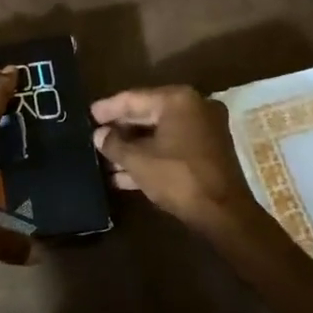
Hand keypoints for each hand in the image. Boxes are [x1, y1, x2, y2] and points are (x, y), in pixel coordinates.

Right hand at [90, 86, 260, 233]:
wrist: (224, 214)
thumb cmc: (178, 177)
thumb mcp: (138, 161)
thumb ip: (114, 144)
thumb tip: (98, 135)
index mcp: (178, 100)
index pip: (134, 98)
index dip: (108, 108)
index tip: (88, 113)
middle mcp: (194, 108)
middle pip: (147, 114)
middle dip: (120, 129)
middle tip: (95, 135)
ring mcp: (203, 131)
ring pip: (159, 134)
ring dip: (132, 148)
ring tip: (104, 159)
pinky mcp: (207, 153)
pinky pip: (171, 147)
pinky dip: (150, 157)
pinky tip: (123, 175)